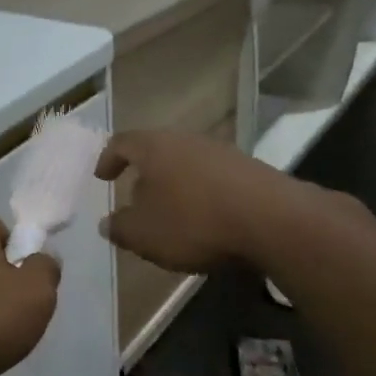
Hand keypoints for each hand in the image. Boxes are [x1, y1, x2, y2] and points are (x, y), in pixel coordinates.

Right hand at [96, 129, 280, 273]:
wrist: (273, 221)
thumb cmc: (195, 222)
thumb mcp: (144, 234)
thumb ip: (120, 228)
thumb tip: (107, 223)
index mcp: (154, 147)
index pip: (122, 143)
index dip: (108, 159)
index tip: (102, 177)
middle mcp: (186, 140)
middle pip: (156, 151)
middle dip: (144, 175)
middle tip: (135, 198)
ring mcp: (221, 152)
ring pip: (186, 164)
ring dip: (174, 185)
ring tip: (170, 213)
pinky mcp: (249, 169)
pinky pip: (213, 178)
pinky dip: (201, 194)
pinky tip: (205, 219)